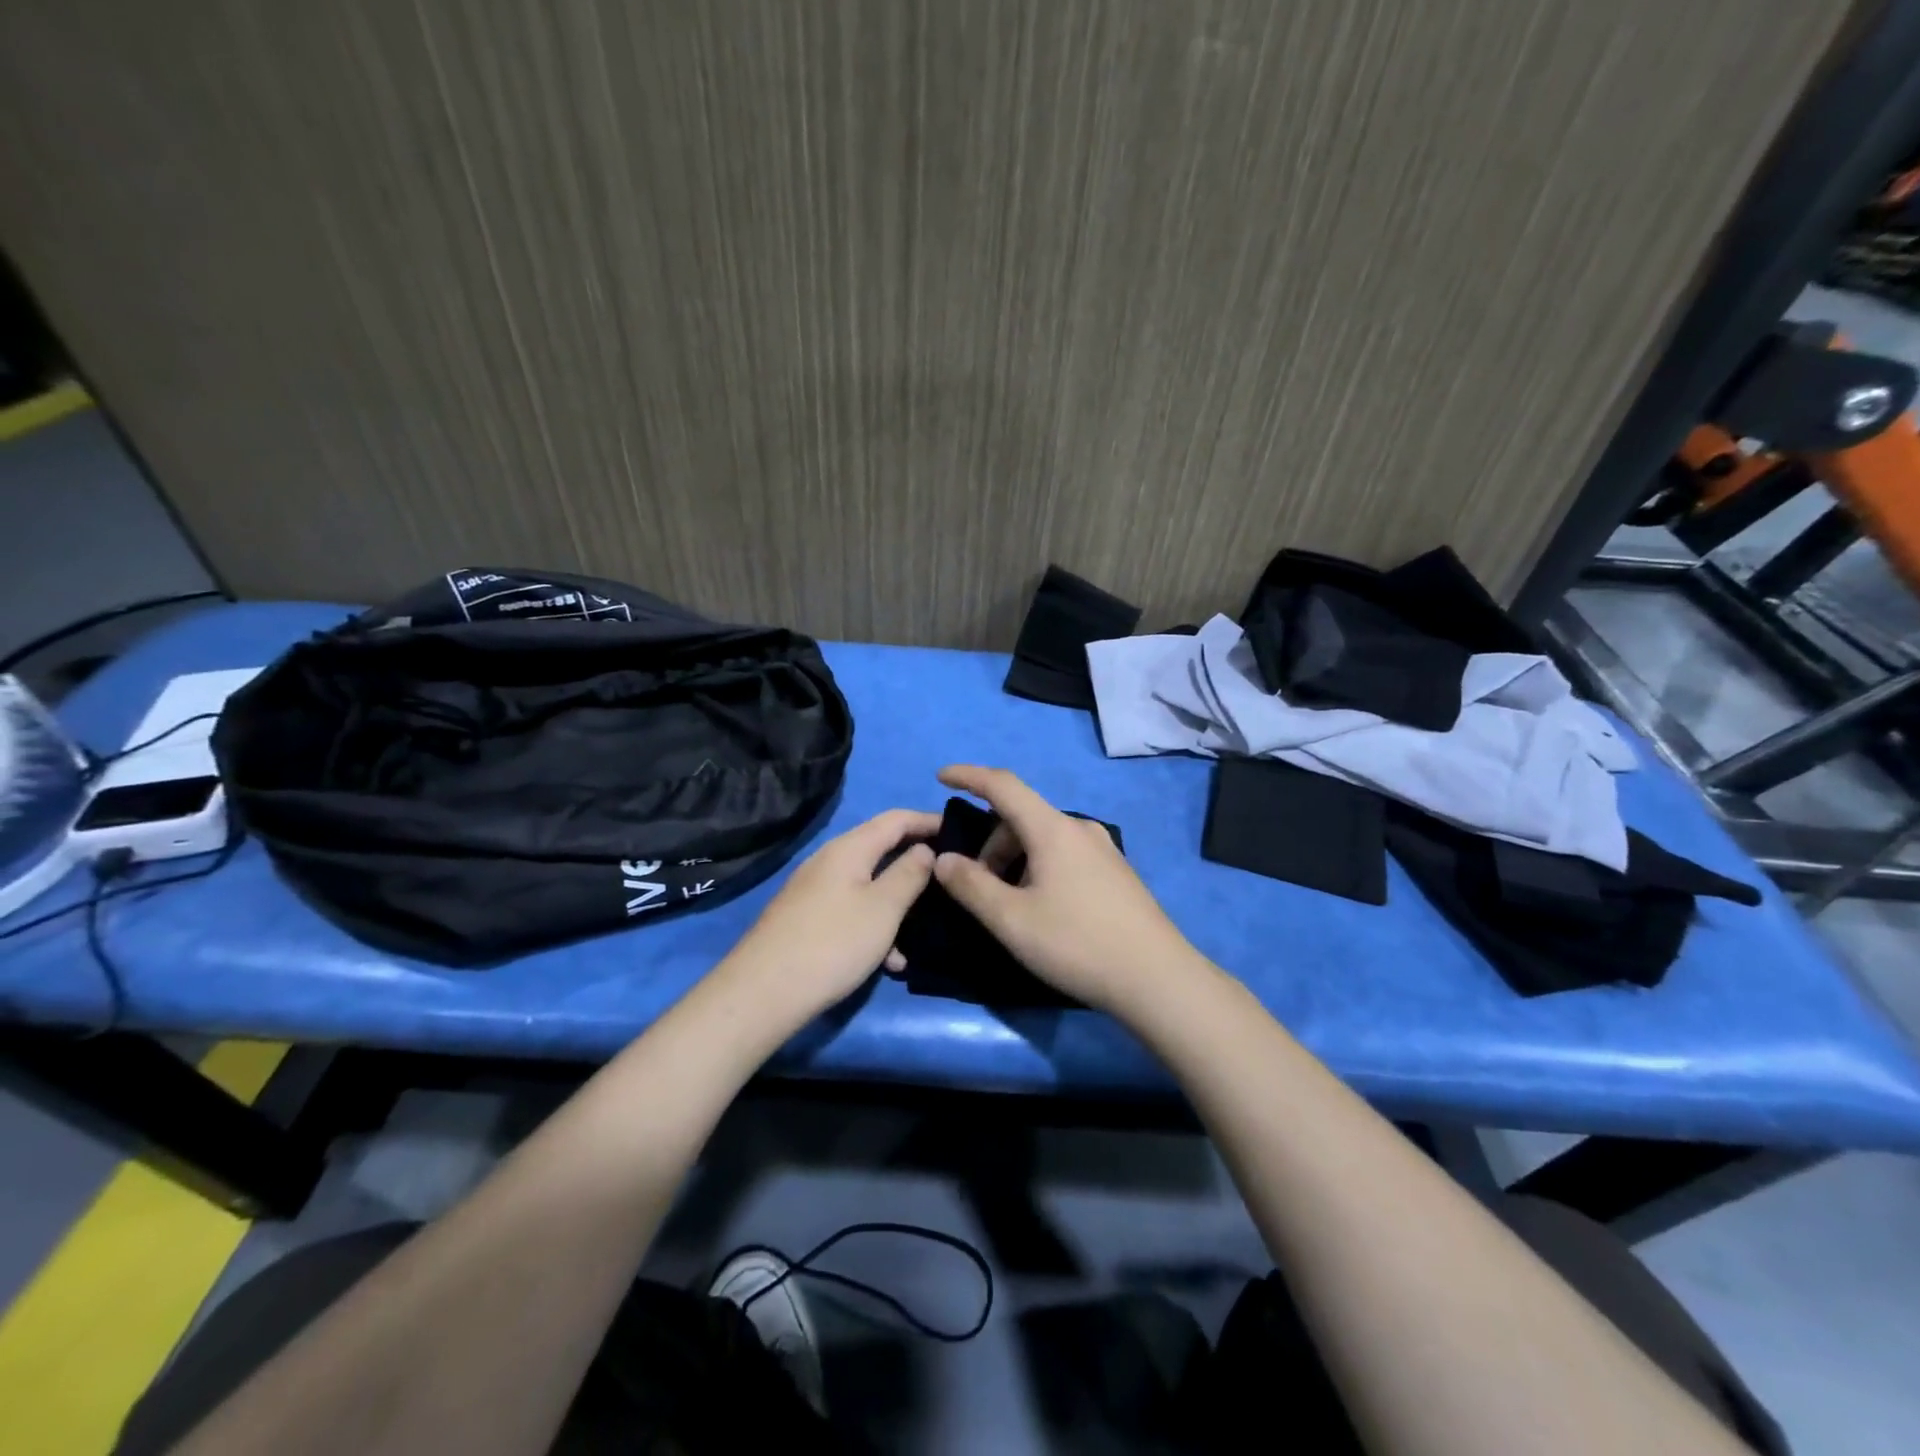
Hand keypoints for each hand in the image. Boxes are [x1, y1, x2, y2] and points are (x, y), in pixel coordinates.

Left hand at [721, 808, 939, 1019]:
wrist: (763, 993)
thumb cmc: (833, 943)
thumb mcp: (883, 908)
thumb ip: (910, 874)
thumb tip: (925, 849)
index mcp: (850, 848)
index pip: (897, 819)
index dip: (929, 821)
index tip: (962, 831)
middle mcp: (830, 860)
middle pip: (882, 849)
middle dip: (916, 863)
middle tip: (949, 877)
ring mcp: (816, 889)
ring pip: (869, 885)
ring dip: (898, 904)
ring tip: (925, 931)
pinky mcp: (808, 918)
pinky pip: (852, 910)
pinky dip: (875, 926)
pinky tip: (890, 962)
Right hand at [931, 766, 1210, 1013]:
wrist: (1157, 978)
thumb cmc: (1077, 944)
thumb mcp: (1011, 919)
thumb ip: (970, 885)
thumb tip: (944, 860)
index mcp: (1053, 829)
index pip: (1003, 785)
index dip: (969, 776)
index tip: (941, 776)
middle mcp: (1080, 828)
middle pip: (1022, 817)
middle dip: (990, 843)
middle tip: (977, 886)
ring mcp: (1103, 849)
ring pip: (1044, 839)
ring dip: (1014, 859)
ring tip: (1010, 904)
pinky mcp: (1116, 872)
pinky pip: (1065, 854)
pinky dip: (1039, 867)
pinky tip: (1043, 908)